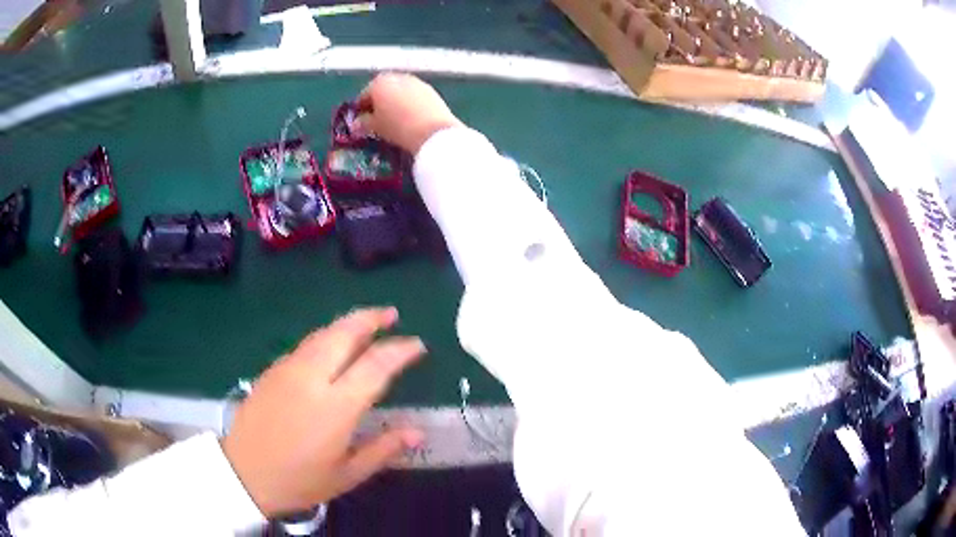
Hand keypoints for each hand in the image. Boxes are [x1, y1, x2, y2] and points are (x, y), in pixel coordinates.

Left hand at [222, 307, 425, 516]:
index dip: (400, 350)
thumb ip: (384, 449)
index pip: (375, 365)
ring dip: (348, 323)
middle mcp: (312, 378)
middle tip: (392, 314)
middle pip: (344, 333)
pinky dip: (327, 337)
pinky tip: (333, 346)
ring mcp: (288, 370)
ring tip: (367, 322)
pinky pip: (306, 344)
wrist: (243, 473)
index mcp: (335, 407)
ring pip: (323, 333)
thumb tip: (418, 433)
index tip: (418, 345)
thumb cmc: (299, 481)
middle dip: (371, 318)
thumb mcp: (348, 475)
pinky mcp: (272, 370)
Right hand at [355, 73, 462, 154]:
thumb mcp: (375, 127)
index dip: (361, 108)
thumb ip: (363, 123)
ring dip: (396, 102)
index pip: (365, 95)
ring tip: (395, 120)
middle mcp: (397, 77)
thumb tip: (357, 124)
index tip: (360, 120)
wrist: (432, 131)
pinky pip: (414, 96)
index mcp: (379, 83)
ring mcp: (416, 82)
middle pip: (384, 89)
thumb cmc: (397, 127)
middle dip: (380, 103)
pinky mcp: (431, 91)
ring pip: (400, 91)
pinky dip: (410, 104)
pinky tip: (410, 119)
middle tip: (378, 120)